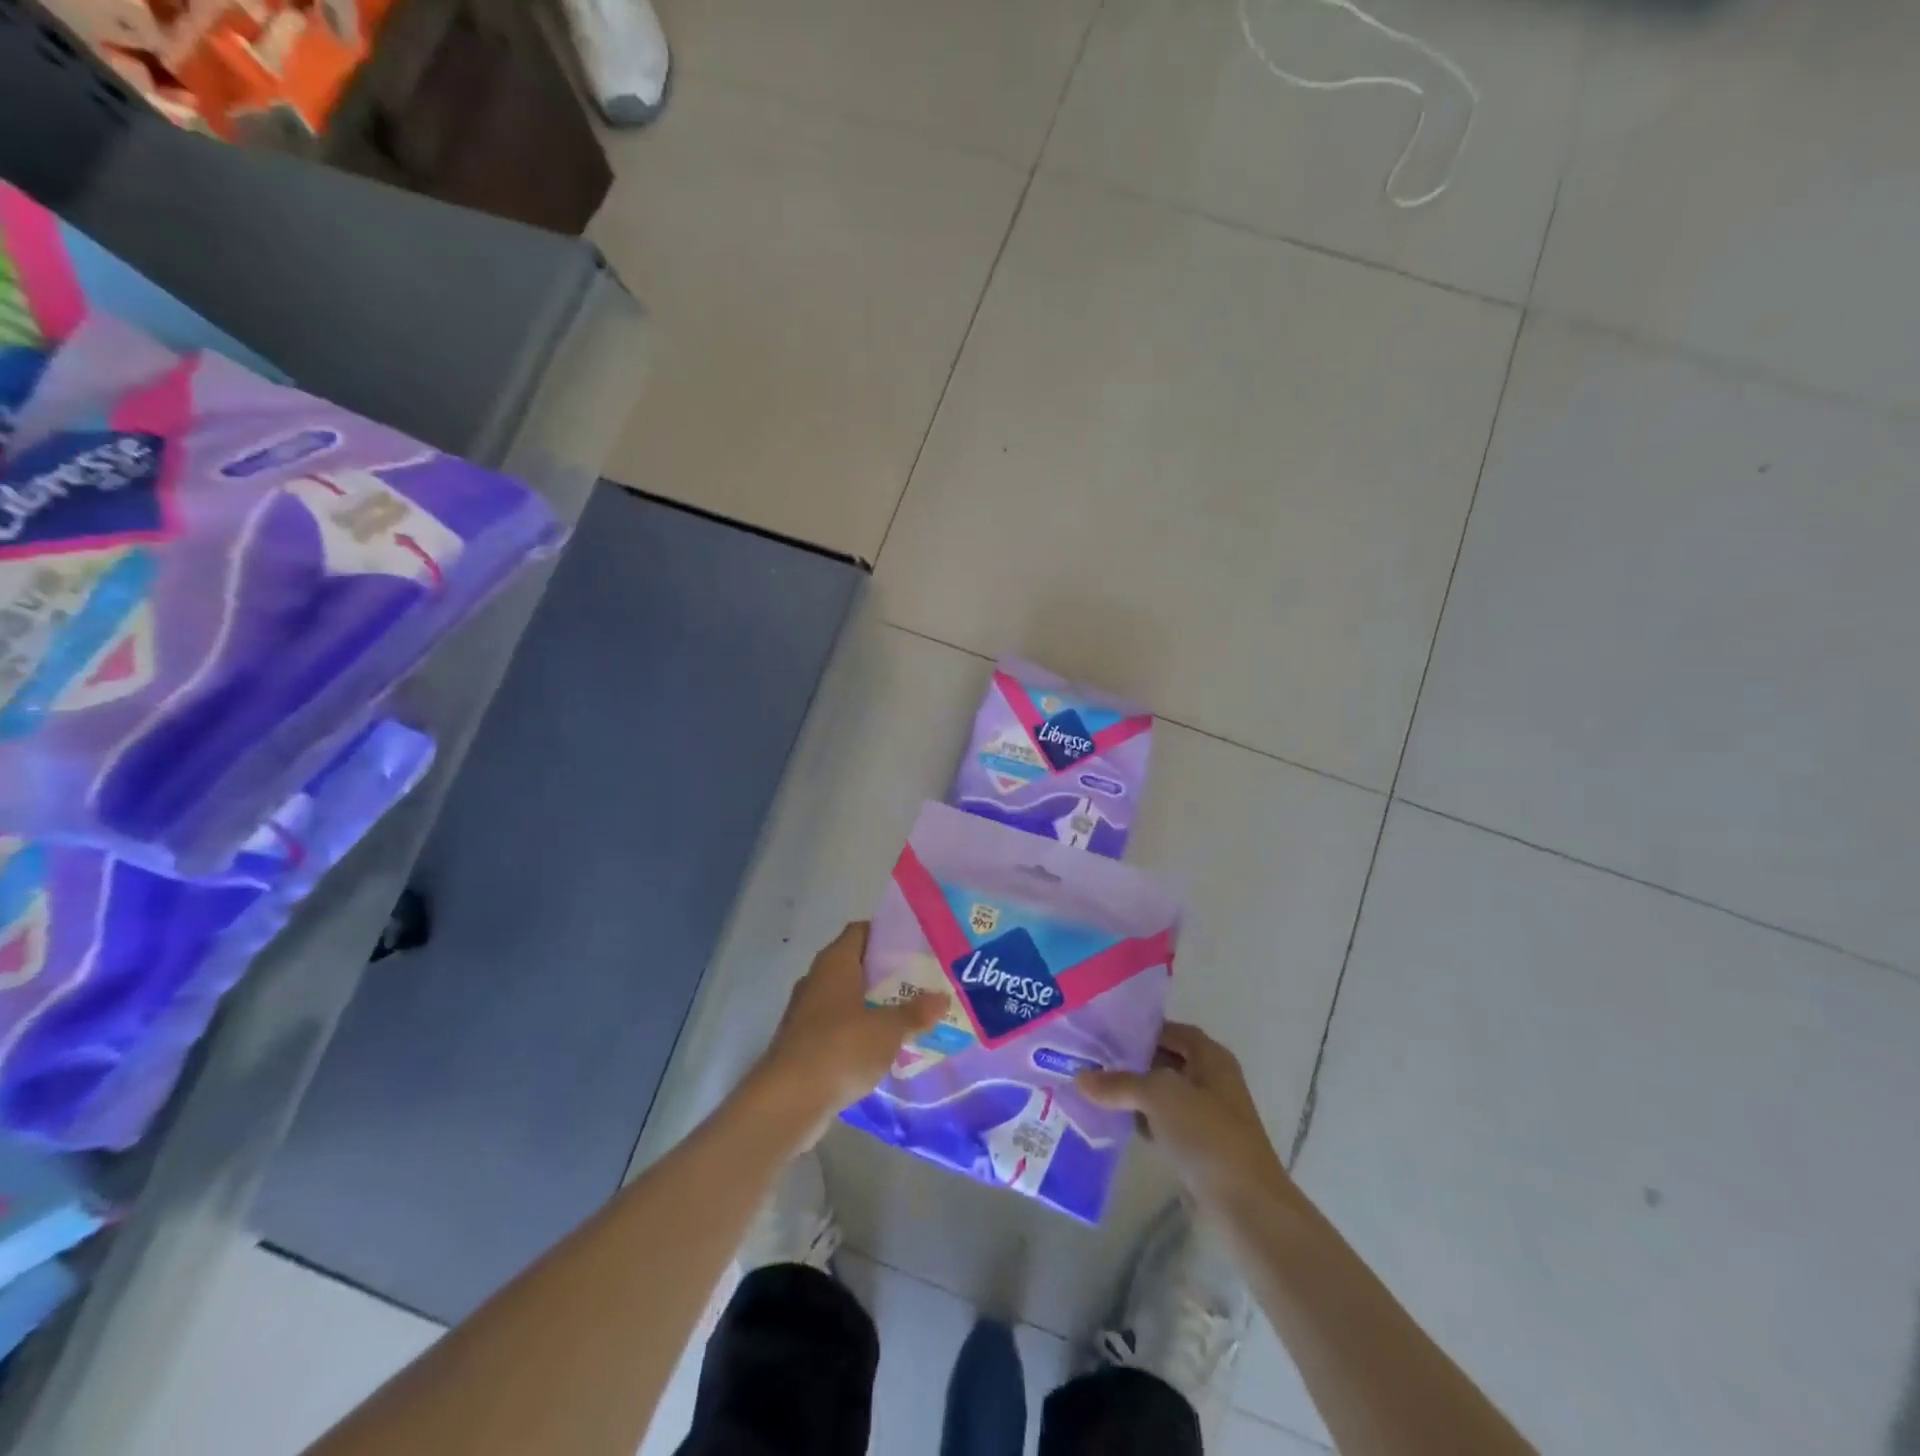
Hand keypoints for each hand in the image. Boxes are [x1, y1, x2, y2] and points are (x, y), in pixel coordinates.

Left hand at [755, 923, 948, 1129]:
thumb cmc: (841, 1048)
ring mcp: (806, 1012)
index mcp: (835, 962)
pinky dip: (857, 1032)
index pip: (861, 931)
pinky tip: (881, 1047)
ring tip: (907, 1014)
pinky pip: (837, 1027)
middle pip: (855, 964)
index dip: (887, 934)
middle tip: (919, 981)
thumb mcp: (888, 1029)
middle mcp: (817, 979)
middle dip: (885, 973)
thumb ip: (916, 1012)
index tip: (915, 945)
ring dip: (871, 1004)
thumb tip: (942, 998)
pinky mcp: (803, 1043)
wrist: (789, 1100)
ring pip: (846, 998)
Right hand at [1077, 1022, 1288, 1206]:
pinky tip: (1116, 1123)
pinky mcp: (1199, 1145)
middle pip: (1163, 1060)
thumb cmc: (1207, 1135)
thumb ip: (1119, 1083)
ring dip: (1133, 1094)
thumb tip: (1080, 1078)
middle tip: (1089, 1061)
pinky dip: (1143, 1120)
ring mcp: (1206, 1114)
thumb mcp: (1159, 1096)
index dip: (1136, 1029)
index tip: (1100, 1034)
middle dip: (1129, 1062)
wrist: (1246, 1206)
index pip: (1167, 1030)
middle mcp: (1210, 1079)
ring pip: (1161, 1093)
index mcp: (1210, 1056)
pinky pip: (1164, 1122)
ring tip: (1093, 1090)